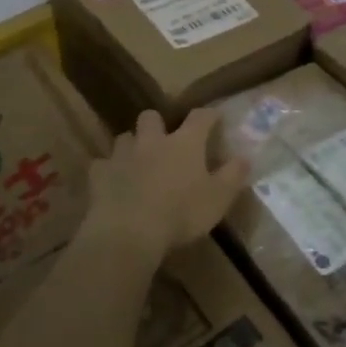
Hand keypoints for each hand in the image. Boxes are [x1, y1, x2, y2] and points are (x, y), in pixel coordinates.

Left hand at [80, 109, 250, 266]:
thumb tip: (245, 157)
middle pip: (151, 117)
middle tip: (164, 141)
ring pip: (125, 138)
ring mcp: (123, 155)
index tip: (214, 118)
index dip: (208, 115)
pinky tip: (113, 184)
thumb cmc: (181, 214)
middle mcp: (152, 140)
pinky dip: (108, 171)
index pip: (200, 117)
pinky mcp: (100, 174)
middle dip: (157, 124)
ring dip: (132, 146)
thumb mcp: (218, 199)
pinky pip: (102, 165)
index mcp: (184, 143)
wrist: (130, 231)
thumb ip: (233, 176)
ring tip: (137, 162)